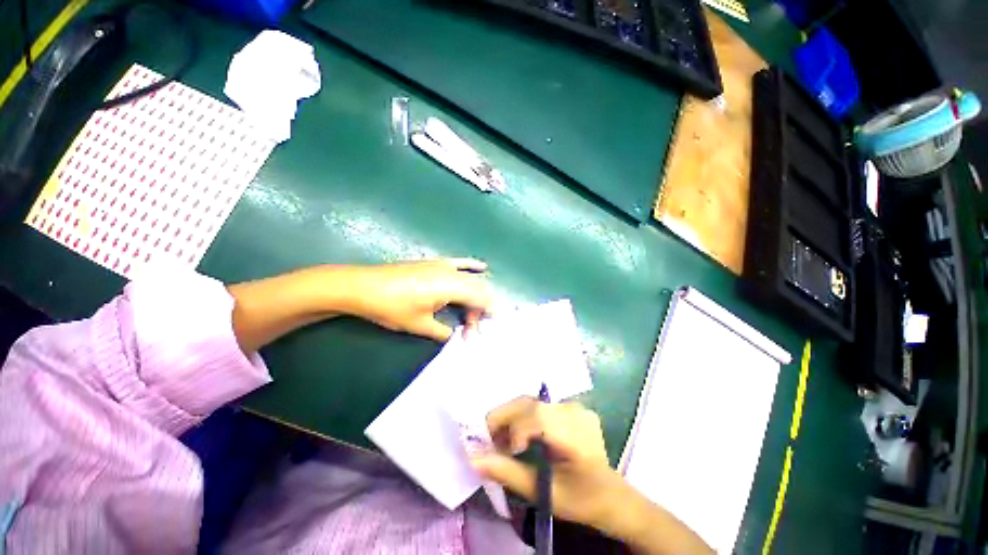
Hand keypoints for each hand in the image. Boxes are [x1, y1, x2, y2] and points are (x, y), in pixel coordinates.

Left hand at [340, 258, 491, 341]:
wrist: (364, 288)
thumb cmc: (393, 308)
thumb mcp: (420, 326)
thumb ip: (443, 332)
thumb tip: (456, 336)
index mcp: (451, 286)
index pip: (481, 299)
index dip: (485, 317)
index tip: (481, 334)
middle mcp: (450, 272)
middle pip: (478, 289)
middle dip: (479, 310)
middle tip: (471, 332)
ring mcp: (440, 264)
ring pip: (469, 279)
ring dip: (474, 296)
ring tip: (470, 316)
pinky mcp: (430, 263)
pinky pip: (458, 263)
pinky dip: (471, 267)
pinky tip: (482, 266)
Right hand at [472, 398, 713, 554]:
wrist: (610, 498)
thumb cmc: (578, 499)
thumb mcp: (541, 492)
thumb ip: (507, 472)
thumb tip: (472, 458)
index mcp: (574, 433)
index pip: (534, 415)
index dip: (510, 430)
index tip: (501, 454)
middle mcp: (576, 413)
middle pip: (528, 404)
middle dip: (502, 423)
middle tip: (491, 449)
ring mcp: (577, 410)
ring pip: (531, 405)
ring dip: (510, 422)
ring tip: (504, 449)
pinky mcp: (574, 413)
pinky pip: (540, 409)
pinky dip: (523, 422)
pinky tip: (522, 444)